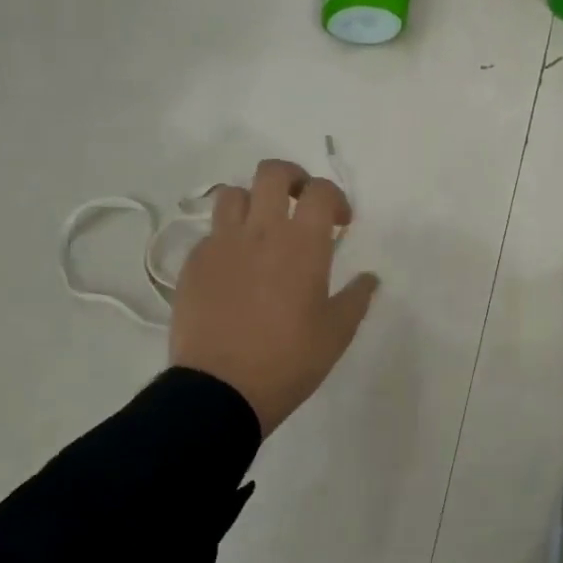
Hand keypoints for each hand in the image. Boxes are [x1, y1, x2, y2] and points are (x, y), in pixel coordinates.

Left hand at [169, 158, 378, 436]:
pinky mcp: (193, 264)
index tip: (341, 222)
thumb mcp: (337, 332)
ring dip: (253, 201)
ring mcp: (221, 244)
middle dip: (292, 178)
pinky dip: (228, 236)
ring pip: (232, 194)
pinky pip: (211, 232)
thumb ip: (356, 298)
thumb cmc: (290, 360)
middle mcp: (260, 231)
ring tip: (262, 229)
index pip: (320, 191)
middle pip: (272, 173)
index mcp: (302, 244)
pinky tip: (236, 267)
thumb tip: (369, 278)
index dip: (335, 198)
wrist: (221, 390)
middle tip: (300, 203)